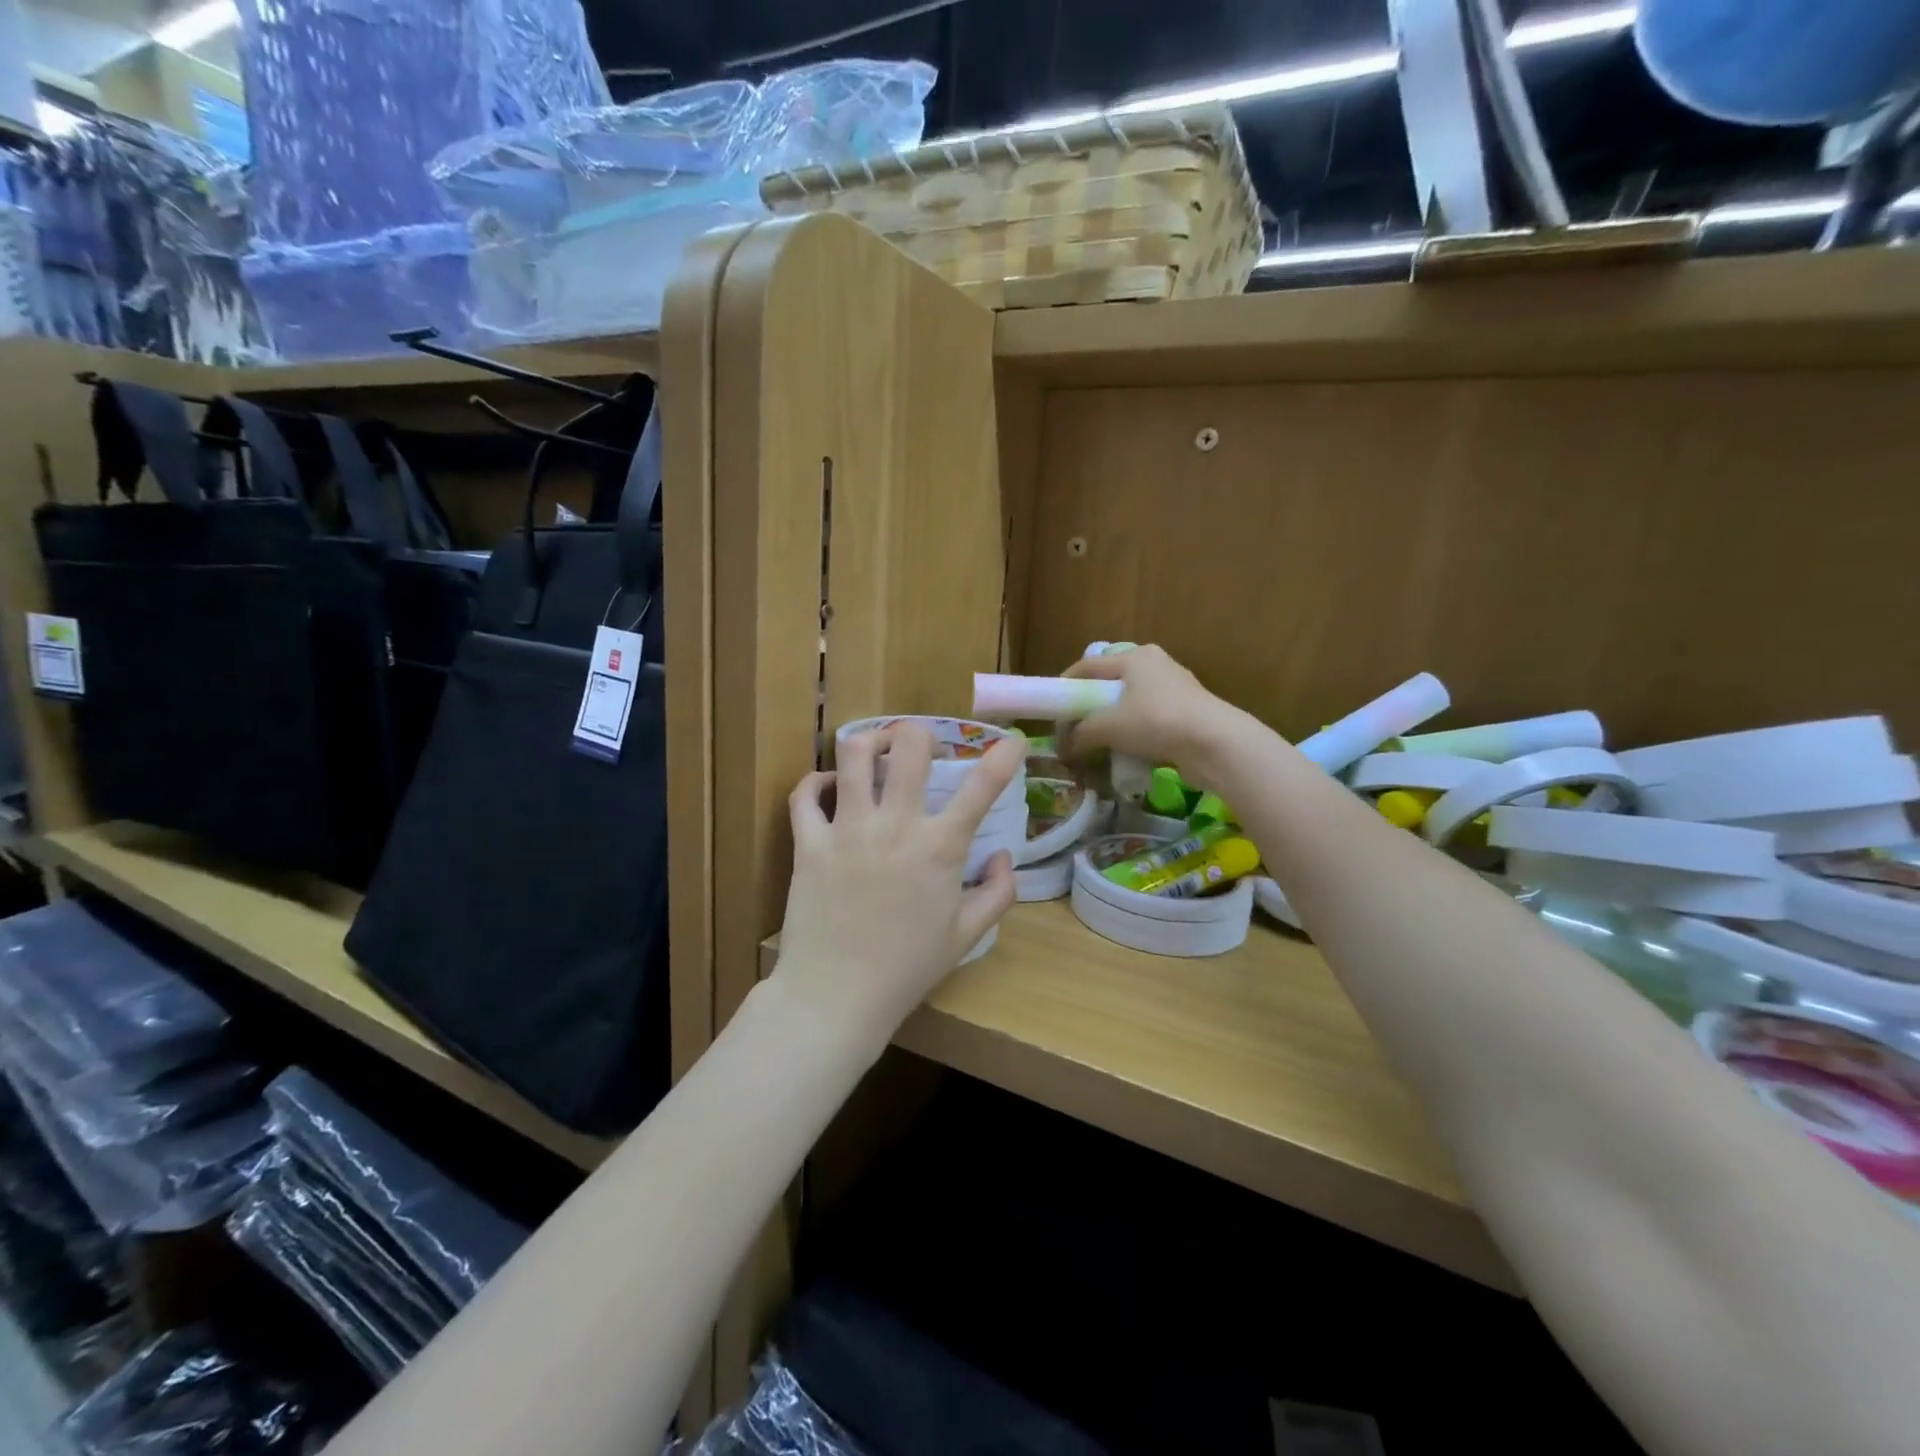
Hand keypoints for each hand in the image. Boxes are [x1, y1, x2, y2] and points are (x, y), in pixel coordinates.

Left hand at [774, 723, 1022, 1042]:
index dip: (1004, 756)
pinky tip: (828, 787)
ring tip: (876, 751)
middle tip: (921, 749)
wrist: (837, 996)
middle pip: (909, 747)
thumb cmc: (907, 969)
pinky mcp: (809, 843)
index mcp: (940, 848)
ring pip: (853, 755)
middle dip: (920, 734)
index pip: (981, 788)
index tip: (1013, 740)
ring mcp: (848, 830)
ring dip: (869, 742)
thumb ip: (998, 893)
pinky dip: (816, 782)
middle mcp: (895, 826)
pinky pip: (804, 794)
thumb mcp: (966, 936)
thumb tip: (1003, 855)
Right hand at [1059, 645, 1252, 789]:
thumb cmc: (1155, 722)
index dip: (1065, 686)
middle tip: (1074, 728)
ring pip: (1130, 703)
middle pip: (1110, 683)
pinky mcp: (1187, 712)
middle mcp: (1155, 665)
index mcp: (1134, 657)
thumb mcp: (1108, 727)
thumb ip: (1080, 734)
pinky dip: (1134, 733)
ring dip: (1112, 723)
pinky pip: (1149, 719)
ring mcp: (1174, 688)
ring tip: (1098, 743)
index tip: (1052, 708)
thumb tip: (1064, 748)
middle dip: (1089, 707)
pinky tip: (1127, 752)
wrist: (1215, 743)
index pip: (1087, 665)